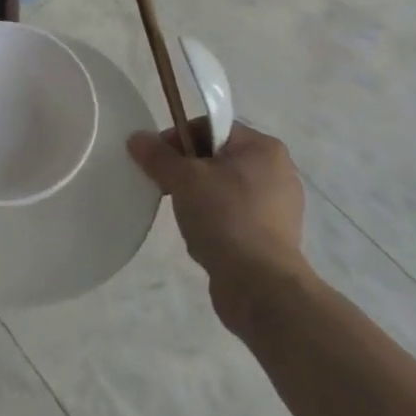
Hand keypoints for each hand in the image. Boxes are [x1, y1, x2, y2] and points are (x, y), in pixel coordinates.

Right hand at [128, 121, 308, 326]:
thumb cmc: (225, 218)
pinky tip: (203, 239)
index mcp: (263, 147)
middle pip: (217, 158)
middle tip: (167, 189)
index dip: (178, 139)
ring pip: (224, 189)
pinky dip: (216, 222)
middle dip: (187, 172)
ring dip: (199, 199)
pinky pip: (235, 217)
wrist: (260, 287)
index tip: (157, 161)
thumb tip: (136, 138)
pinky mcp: (274, 237)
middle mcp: (278, 171)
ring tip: (186, 218)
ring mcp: (279, 207)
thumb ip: (157, 155)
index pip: (210, 127)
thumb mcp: (183, 179)